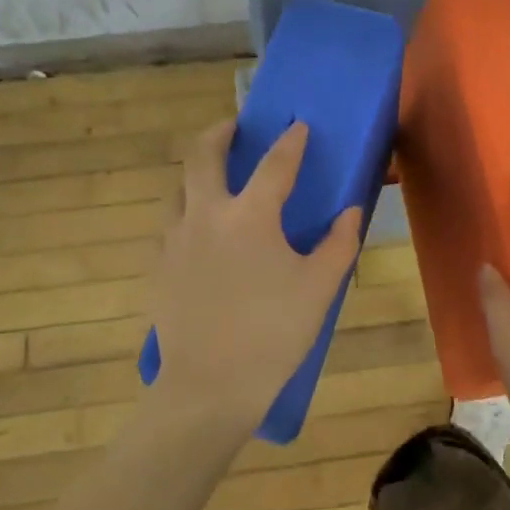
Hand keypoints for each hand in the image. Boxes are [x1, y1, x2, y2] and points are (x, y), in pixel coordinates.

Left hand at [147, 119, 362, 441]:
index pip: (275, 165)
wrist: (210, 384)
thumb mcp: (319, 288)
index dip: (290, 142)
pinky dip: (187, 211)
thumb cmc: (273, 334)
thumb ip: (338, 244)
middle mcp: (205, 216)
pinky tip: (199, 231)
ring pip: (179, 188)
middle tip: (233, 127)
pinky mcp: (159, 267)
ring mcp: (175, 240)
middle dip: (219, 133)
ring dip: (197, 172)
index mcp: (249, 217)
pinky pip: (170, 224)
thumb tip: (349, 212)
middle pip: (203, 156)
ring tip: (214, 176)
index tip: (297, 125)